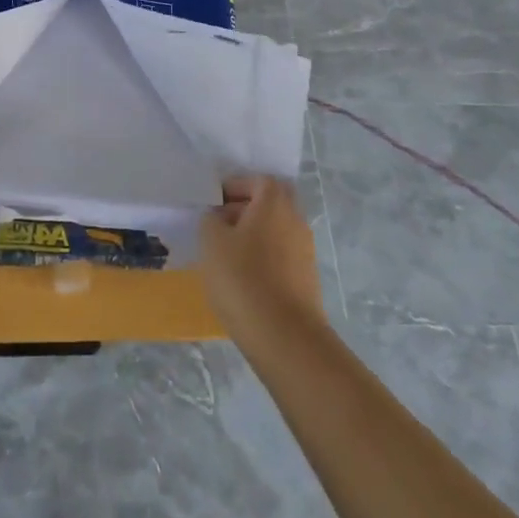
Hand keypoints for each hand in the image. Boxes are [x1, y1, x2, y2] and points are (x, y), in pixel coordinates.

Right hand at [198, 176, 324, 344]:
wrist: (285, 337)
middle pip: (271, 204)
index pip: (258, 180)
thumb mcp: (211, 241)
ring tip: (226, 256)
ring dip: (254, 235)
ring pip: (276, 230)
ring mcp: (305, 250)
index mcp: (274, 203)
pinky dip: (264, 258)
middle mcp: (295, 220)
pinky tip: (244, 279)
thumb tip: (219, 217)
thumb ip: (211, 219)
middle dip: (245, 210)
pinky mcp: (307, 279)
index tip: (214, 203)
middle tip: (219, 226)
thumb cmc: (243, 279)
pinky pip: (282, 255)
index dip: (235, 186)